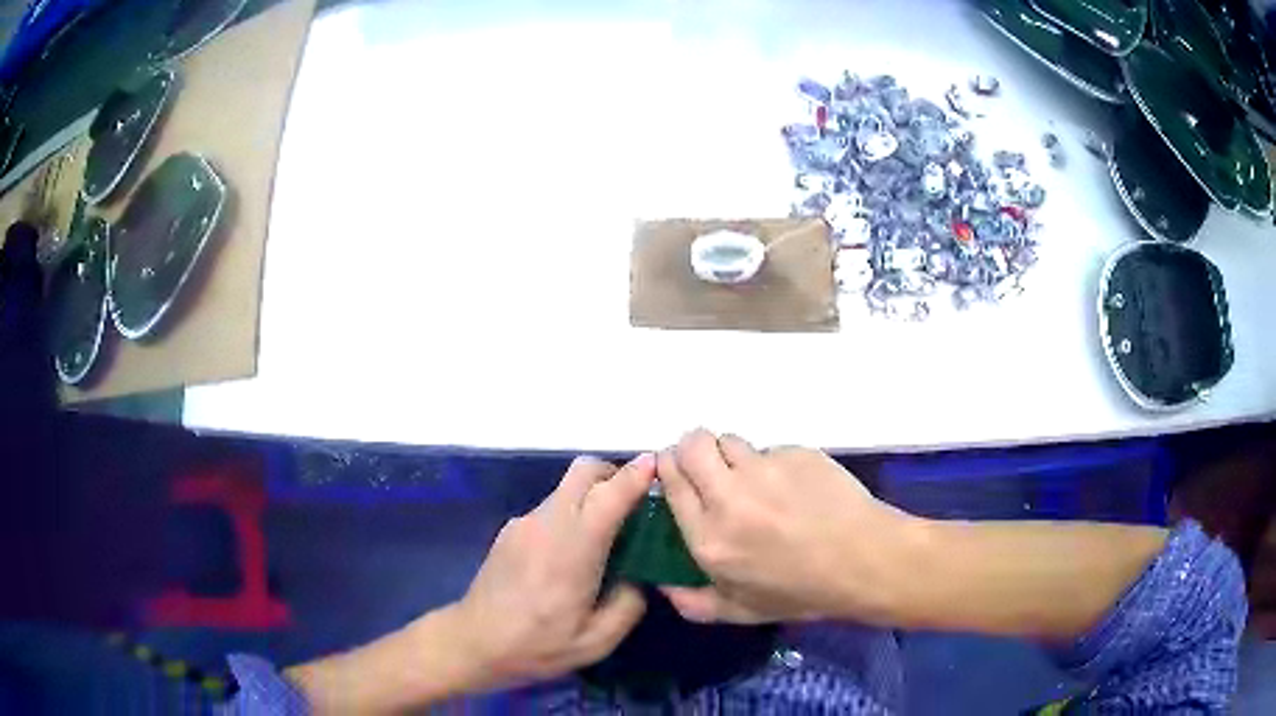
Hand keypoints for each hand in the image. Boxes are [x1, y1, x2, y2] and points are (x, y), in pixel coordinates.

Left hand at [451, 454, 653, 688]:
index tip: (658, 464)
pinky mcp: (510, 530)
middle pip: (583, 472)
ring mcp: (524, 523)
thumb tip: (639, 578)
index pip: (608, 495)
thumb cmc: (536, 645)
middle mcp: (546, 523)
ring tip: (608, 538)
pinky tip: (572, 556)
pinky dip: (572, 515)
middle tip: (637, 503)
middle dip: (614, 475)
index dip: (636, 475)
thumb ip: (629, 604)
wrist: (473, 642)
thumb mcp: (596, 641)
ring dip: (593, 497)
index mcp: (572, 549)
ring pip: (566, 489)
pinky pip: (551, 508)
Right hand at [657, 429, 919, 624]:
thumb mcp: (742, 612)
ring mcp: (765, 470)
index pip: (672, 481)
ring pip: (730, 440)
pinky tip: (794, 487)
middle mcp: (729, 497)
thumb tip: (663, 586)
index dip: (669, 468)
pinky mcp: (796, 453)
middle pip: (692, 445)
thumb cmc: (802, 592)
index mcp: (709, 538)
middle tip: (708, 466)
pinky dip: (773, 463)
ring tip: (753, 477)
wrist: (864, 561)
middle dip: (692, 449)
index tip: (677, 472)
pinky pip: (771, 449)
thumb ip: (694, 603)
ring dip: (732, 454)